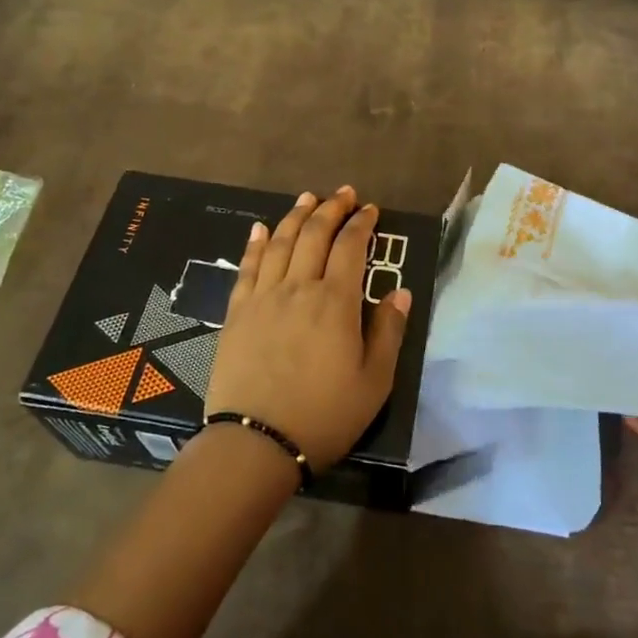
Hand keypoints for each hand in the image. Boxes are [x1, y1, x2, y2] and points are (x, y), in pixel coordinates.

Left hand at [205, 185, 410, 471]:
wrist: (256, 443)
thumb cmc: (324, 415)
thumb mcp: (374, 382)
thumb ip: (388, 332)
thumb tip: (400, 292)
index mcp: (336, 302)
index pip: (350, 247)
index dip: (361, 223)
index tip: (370, 210)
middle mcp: (299, 288)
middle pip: (314, 235)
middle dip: (331, 209)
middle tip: (344, 194)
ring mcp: (264, 297)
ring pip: (281, 243)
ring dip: (296, 216)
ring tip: (307, 198)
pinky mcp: (238, 312)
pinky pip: (248, 267)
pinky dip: (257, 244)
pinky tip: (261, 229)